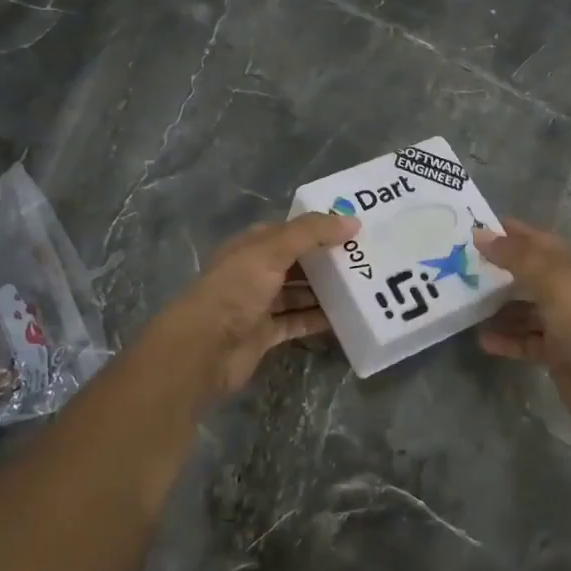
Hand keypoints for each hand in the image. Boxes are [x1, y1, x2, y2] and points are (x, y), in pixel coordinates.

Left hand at [141, 212, 358, 404]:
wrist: (204, 348)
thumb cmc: (236, 290)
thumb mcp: (272, 250)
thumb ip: (312, 233)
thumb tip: (353, 222)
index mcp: (252, 246)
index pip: (291, 231)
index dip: (320, 228)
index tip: (355, 230)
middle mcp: (255, 272)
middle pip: (297, 262)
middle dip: (327, 260)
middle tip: (366, 259)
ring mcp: (259, 304)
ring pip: (299, 293)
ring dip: (325, 291)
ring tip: (363, 287)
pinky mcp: (265, 334)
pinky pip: (298, 322)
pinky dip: (318, 320)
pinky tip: (346, 318)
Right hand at [473, 220, 570, 443]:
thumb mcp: (551, 281)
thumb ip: (516, 256)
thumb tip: (480, 235)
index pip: (538, 241)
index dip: (510, 233)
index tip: (475, 229)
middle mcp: (570, 291)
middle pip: (529, 274)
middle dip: (499, 270)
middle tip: (462, 268)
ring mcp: (563, 323)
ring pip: (524, 309)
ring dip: (499, 307)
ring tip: (467, 305)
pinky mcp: (555, 352)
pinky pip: (525, 339)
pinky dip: (506, 339)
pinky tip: (483, 339)